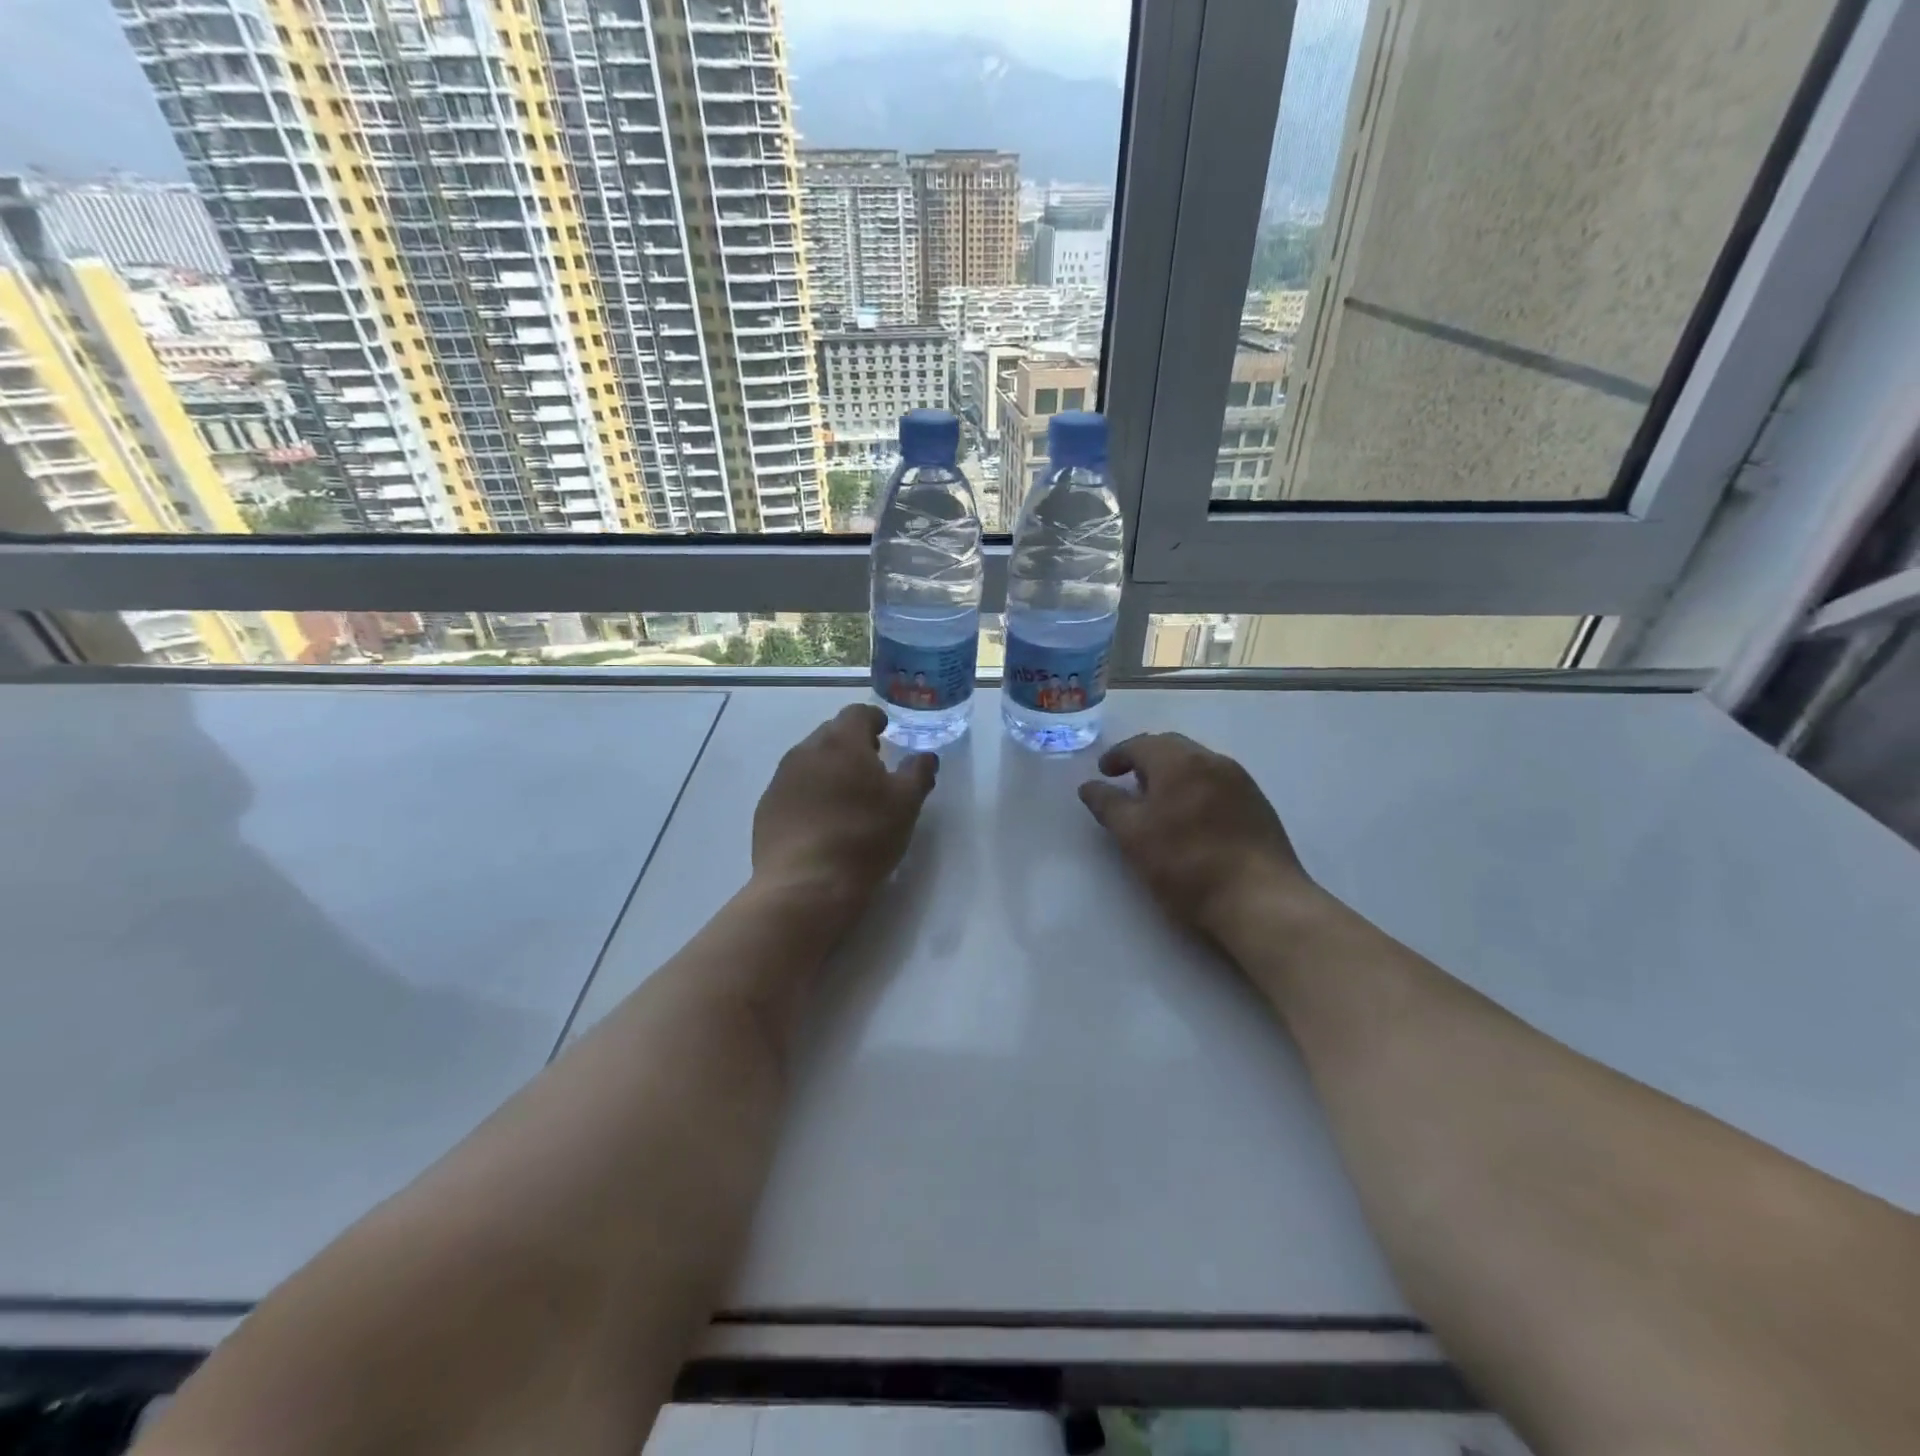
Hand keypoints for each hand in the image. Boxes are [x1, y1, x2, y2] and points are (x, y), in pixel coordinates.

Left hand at [753, 704, 938, 918]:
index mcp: (842, 742)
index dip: (874, 719)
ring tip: (846, 793)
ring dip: (828, 767)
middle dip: (851, 742)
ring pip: (809, 760)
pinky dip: (809, 792)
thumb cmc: (864, 836)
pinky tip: (821, 819)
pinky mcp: (767, 808)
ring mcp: (781, 780)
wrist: (806, 885)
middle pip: (831, 733)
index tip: (884, 730)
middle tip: (870, 764)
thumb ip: (918, 773)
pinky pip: (792, 787)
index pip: (857, 713)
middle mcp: (806, 751)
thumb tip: (926, 756)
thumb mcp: (906, 805)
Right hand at [1078, 732, 1312, 938]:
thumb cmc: (1186, 864)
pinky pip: (1217, 782)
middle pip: (1171, 747)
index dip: (1117, 756)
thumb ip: (1108, 805)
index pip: (1140, 744)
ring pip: (1197, 764)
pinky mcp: (1257, 804)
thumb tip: (1090, 785)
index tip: (1104, 772)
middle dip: (1145, 760)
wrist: (1260, 900)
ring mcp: (1241, 781)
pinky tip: (1191, 817)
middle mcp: (1213, 761)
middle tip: (1127, 782)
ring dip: (1172, 774)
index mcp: (1179, 761)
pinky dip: (1195, 788)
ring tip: (1157, 801)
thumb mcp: (1133, 836)